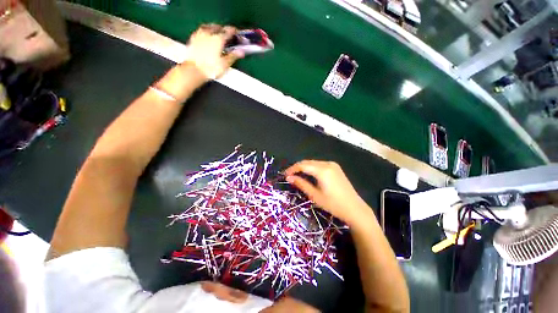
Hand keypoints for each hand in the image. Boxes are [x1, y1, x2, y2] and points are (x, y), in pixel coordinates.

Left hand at [183, 24, 244, 79]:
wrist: (194, 70)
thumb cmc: (211, 68)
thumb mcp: (225, 64)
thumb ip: (233, 56)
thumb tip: (241, 52)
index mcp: (218, 39)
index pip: (228, 31)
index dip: (233, 31)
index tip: (236, 32)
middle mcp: (209, 34)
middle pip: (217, 27)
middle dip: (223, 29)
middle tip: (227, 33)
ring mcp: (199, 35)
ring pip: (208, 27)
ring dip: (213, 28)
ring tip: (216, 31)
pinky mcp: (192, 39)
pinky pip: (200, 31)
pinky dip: (205, 31)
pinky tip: (206, 35)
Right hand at [285, 160, 371, 227]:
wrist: (355, 208)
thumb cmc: (333, 204)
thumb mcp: (315, 195)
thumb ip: (301, 184)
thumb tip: (288, 178)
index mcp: (322, 170)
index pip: (303, 165)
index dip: (292, 169)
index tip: (285, 174)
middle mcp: (327, 164)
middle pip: (308, 162)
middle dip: (297, 167)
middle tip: (289, 175)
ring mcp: (333, 165)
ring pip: (313, 162)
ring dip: (304, 167)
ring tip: (297, 175)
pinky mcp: (336, 167)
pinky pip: (320, 164)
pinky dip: (312, 168)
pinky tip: (308, 174)